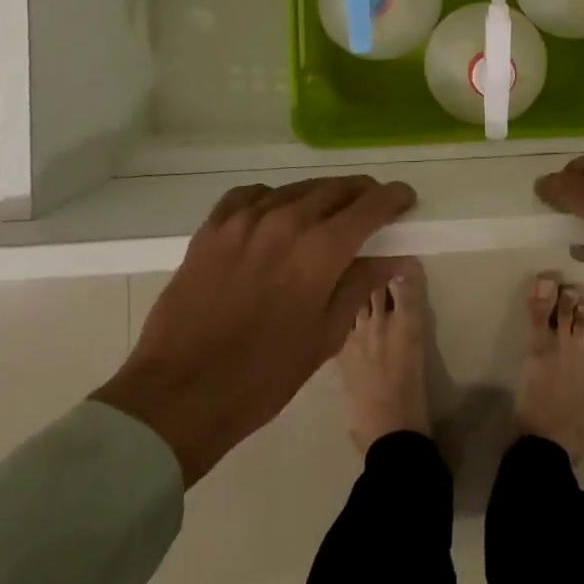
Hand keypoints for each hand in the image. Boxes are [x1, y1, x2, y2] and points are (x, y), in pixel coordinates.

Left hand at [90, 176, 416, 483]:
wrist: (179, 395)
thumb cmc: (263, 376)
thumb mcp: (325, 336)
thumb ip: (360, 285)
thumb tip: (391, 256)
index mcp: (321, 249)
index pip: (371, 205)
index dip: (394, 197)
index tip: (405, 199)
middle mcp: (287, 220)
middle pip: (336, 188)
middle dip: (362, 194)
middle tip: (371, 207)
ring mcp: (245, 219)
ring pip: (296, 188)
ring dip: (320, 196)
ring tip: (326, 212)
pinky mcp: (213, 227)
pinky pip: (252, 195)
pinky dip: (273, 198)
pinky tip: (275, 215)